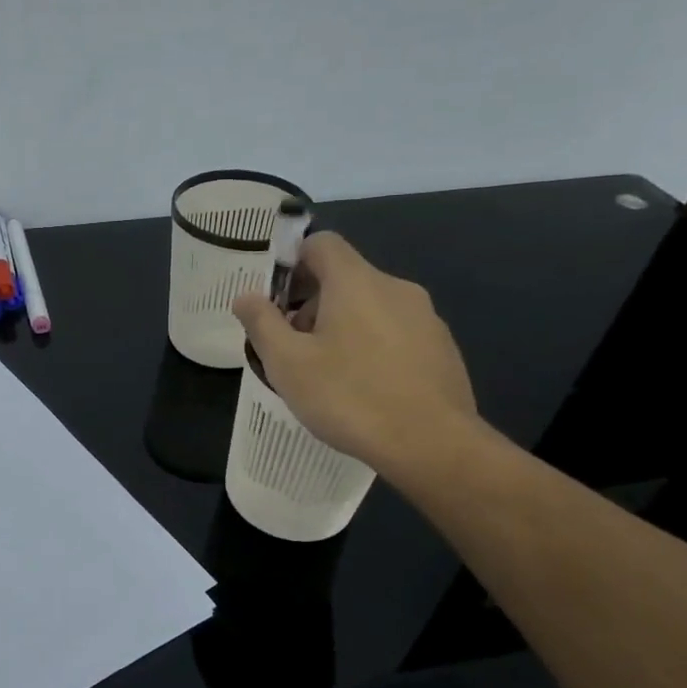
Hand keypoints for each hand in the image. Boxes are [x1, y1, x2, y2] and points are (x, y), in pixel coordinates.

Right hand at [231, 232, 478, 479]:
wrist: (431, 444)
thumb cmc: (349, 397)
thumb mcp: (288, 363)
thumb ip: (262, 323)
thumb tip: (245, 296)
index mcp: (356, 281)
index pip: (321, 243)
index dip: (292, 263)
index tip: (275, 300)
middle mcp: (395, 287)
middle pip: (345, 277)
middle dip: (312, 303)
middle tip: (292, 347)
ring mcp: (425, 317)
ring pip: (371, 306)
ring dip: (342, 326)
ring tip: (326, 373)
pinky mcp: (441, 347)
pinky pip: (396, 332)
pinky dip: (373, 346)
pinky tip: (364, 388)